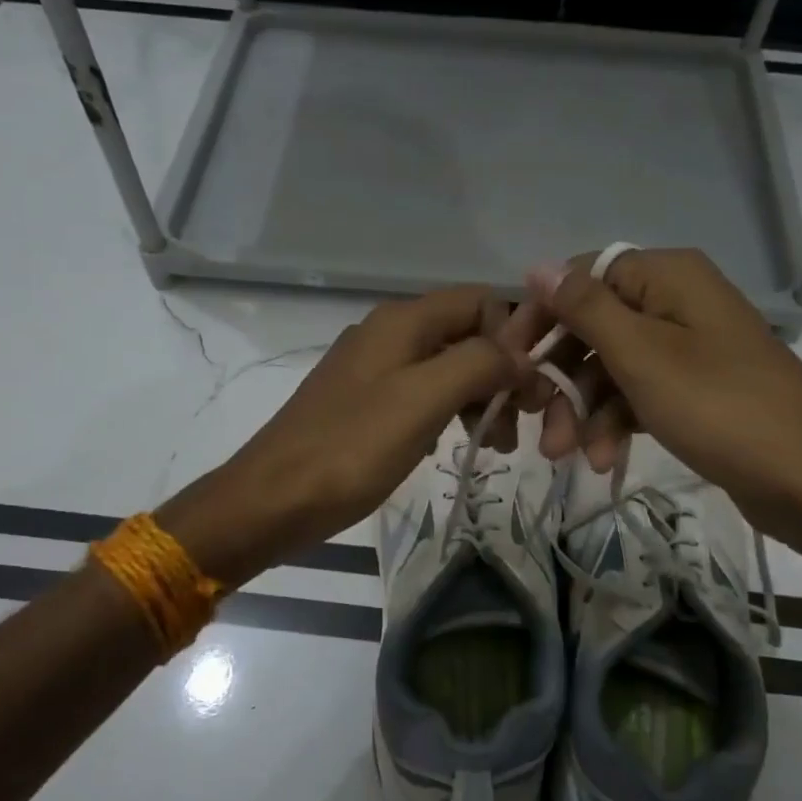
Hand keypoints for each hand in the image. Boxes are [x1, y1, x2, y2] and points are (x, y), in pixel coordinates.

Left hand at [158, 288, 528, 586]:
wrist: (272, 498)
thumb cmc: (351, 448)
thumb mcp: (423, 400)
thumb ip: (478, 364)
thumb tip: (521, 352)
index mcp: (403, 321)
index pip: (481, 301)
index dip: (514, 337)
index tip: (529, 390)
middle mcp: (389, 332)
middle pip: (466, 334)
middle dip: (500, 373)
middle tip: (517, 426)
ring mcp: (374, 368)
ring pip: (446, 366)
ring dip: (478, 397)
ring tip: (496, 444)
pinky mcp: (365, 402)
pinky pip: (422, 393)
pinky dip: (448, 412)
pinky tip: (452, 443)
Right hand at [511, 248, 801, 542]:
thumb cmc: (719, 407)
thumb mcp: (642, 355)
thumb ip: (585, 308)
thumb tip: (536, 265)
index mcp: (667, 276)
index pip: (582, 278)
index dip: (542, 316)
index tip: (508, 360)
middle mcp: (676, 301)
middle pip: (595, 327)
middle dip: (562, 377)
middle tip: (536, 421)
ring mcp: (688, 347)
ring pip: (612, 367)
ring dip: (584, 410)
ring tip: (567, 456)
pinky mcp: (695, 389)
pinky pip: (639, 394)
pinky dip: (616, 423)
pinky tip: (603, 460)